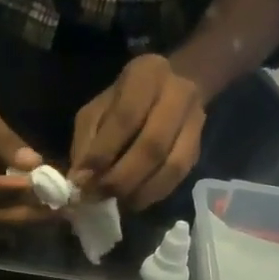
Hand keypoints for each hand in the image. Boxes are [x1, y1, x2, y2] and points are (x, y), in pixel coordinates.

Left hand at [70, 55, 205, 210]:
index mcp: (146, 75)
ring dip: (140, 191)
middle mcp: (177, 94)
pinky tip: (134, 201)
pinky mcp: (198, 146)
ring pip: (172, 165)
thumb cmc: (123, 101)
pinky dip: (154, 194)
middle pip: (153, 145)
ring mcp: (194, 121)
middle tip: (98, 197)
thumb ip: (87, 142)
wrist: (172, 87)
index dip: (103, 152)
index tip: (82, 179)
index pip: (126, 118)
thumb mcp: (96, 110)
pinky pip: (179, 176)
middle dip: (121, 178)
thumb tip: (80, 180)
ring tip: (116, 203)